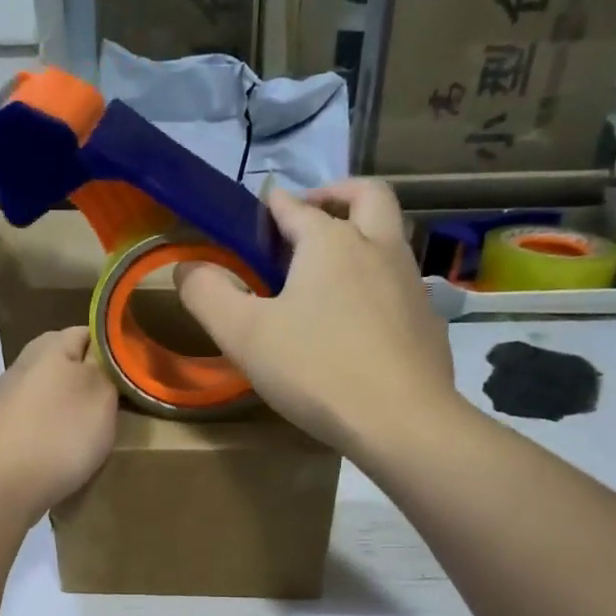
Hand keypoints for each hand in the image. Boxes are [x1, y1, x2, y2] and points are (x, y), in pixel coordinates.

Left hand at [0, 327, 117, 517]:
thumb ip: (109, 366)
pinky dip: (53, 427)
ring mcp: (9, 394)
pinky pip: (38, 416)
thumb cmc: (60, 434)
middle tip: (118, 405)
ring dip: (73, 405)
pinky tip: (62, 448)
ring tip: (93, 430)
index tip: (133, 376)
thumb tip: (111, 348)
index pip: (93, 332)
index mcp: (51, 344)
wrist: (2, 485)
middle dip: (94, 380)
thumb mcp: (102, 394)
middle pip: (70, 362)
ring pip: (53, 390)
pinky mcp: (2, 425)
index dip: (116, 352)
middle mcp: (25, 360)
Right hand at [176, 181, 457, 461]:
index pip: (294, 207)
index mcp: (331, 242)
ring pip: (390, 239)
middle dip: (336, 193)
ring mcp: (411, 284)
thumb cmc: (317, 370)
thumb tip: (187, 266)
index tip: (254, 217)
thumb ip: (207, 295)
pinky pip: (401, 285)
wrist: (402, 422)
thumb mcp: (244, 335)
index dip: (270, 207)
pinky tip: (359, 323)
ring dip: (362, 237)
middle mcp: (378, 248)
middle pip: (366, 196)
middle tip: (311, 214)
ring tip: (329, 273)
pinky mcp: (428, 322)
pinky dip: (378, 284)